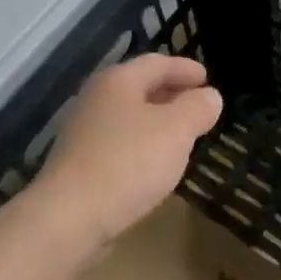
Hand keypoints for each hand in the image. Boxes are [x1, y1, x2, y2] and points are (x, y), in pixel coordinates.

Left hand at [29, 55, 222, 258]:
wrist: (71, 215)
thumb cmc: (129, 163)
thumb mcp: (176, 130)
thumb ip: (197, 109)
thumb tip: (210, 96)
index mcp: (118, 82)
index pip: (157, 63)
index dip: (185, 68)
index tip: (207, 78)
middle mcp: (96, 99)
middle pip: (139, 87)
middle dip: (171, 94)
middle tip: (198, 105)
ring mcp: (84, 133)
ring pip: (128, 117)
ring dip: (157, 121)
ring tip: (182, 135)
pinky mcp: (80, 164)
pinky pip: (119, 143)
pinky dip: (142, 144)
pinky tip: (154, 163)